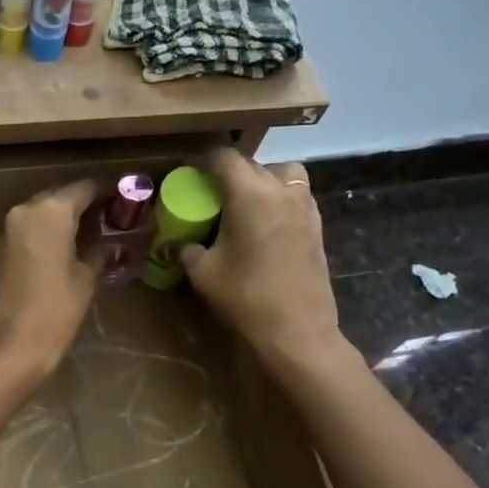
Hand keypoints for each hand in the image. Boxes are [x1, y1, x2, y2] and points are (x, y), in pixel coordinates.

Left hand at [0, 179, 101, 383]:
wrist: (10, 346)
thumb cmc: (56, 310)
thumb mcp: (86, 279)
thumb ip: (98, 252)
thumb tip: (107, 243)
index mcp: (51, 211)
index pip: (84, 188)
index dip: (106, 193)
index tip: (123, 202)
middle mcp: (25, 210)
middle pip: (60, 198)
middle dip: (83, 206)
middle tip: (108, 220)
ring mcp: (7, 230)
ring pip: (41, 214)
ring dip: (63, 222)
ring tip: (89, 236)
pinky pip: (28, 232)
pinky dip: (46, 236)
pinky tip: (63, 252)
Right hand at [179, 150, 350, 379]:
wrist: (297, 330)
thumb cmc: (245, 296)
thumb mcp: (203, 272)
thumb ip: (185, 250)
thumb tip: (171, 245)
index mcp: (249, 194)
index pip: (225, 157)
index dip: (203, 158)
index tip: (188, 169)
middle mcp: (281, 191)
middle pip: (254, 163)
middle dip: (230, 170)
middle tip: (210, 189)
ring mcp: (305, 208)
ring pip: (285, 174)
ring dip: (263, 178)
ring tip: (244, 201)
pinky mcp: (317, 227)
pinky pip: (297, 196)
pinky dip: (280, 198)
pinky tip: (265, 224)